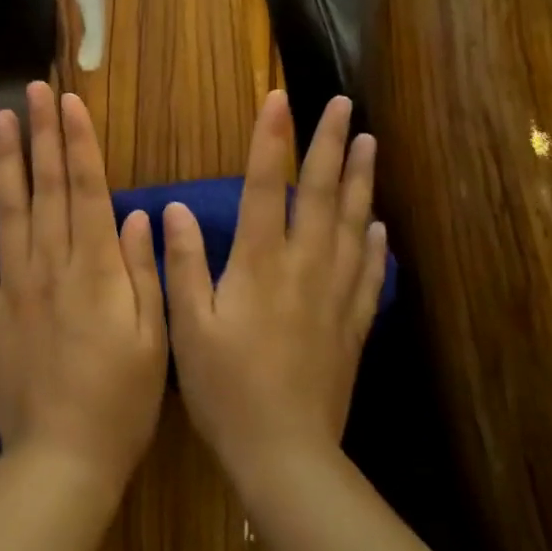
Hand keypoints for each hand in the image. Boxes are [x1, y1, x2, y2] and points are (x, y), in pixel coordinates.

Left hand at [0, 82, 167, 498]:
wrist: (63, 458)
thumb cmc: (123, 400)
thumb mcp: (153, 336)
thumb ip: (141, 270)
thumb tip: (135, 212)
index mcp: (96, 268)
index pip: (87, 189)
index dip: (78, 142)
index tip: (70, 102)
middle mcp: (51, 265)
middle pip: (47, 188)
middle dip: (42, 135)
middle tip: (34, 90)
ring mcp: (14, 287)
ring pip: (9, 212)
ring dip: (5, 164)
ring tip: (1, 121)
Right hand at [164, 92, 387, 489]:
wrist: (285, 453)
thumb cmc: (226, 388)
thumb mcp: (188, 325)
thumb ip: (184, 262)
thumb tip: (172, 207)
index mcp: (259, 263)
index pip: (266, 186)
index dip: (271, 139)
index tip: (281, 98)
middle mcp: (303, 267)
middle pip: (321, 194)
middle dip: (331, 144)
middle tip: (345, 104)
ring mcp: (334, 295)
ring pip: (353, 224)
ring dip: (361, 179)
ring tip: (370, 143)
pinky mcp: (352, 324)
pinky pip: (368, 271)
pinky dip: (375, 242)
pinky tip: (379, 223)